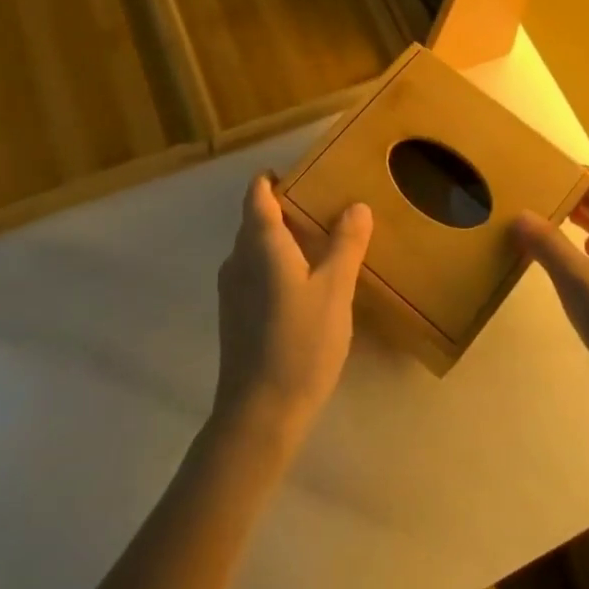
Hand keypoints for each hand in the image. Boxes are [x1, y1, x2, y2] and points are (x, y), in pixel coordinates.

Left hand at [213, 174, 372, 446]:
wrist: (259, 413)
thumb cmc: (300, 342)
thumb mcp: (335, 290)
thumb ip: (345, 244)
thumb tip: (356, 206)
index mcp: (260, 243)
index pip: (258, 193)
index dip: (275, 179)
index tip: (306, 175)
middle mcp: (238, 259)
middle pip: (257, 219)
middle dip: (288, 209)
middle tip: (329, 209)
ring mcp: (232, 290)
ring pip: (256, 249)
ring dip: (284, 240)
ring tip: (324, 245)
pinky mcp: (235, 316)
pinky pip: (255, 273)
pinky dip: (278, 266)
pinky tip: (306, 286)